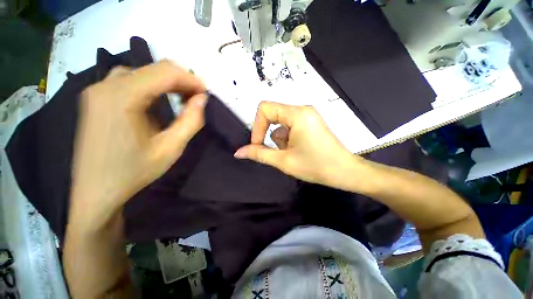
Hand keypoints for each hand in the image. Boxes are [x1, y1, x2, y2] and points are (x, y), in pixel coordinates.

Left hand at [69, 60, 206, 231]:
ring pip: (136, 72)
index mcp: (122, 96)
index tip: (202, 92)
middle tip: (189, 97)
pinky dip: (138, 86)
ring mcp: (96, 88)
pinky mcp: (91, 96)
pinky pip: (121, 80)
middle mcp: (107, 84)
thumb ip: (189, 122)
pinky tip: (142, 103)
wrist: (93, 192)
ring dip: (156, 82)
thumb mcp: (165, 153)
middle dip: (174, 80)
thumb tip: (201, 99)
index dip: (189, 78)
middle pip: (150, 69)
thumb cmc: (128, 176)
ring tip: (168, 99)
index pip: (164, 72)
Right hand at [234, 102, 362, 189]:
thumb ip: (259, 154)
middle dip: (269, 134)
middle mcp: (303, 109)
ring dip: (280, 138)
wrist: (344, 171)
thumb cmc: (315, 165)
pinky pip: (292, 125)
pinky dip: (289, 137)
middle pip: (273, 114)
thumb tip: (238, 152)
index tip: (258, 145)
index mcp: (296, 113)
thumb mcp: (284, 161)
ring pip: (282, 121)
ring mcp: (309, 115)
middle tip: (276, 153)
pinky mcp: (313, 122)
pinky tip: (298, 152)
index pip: (265, 108)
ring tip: (291, 155)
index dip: (256, 126)